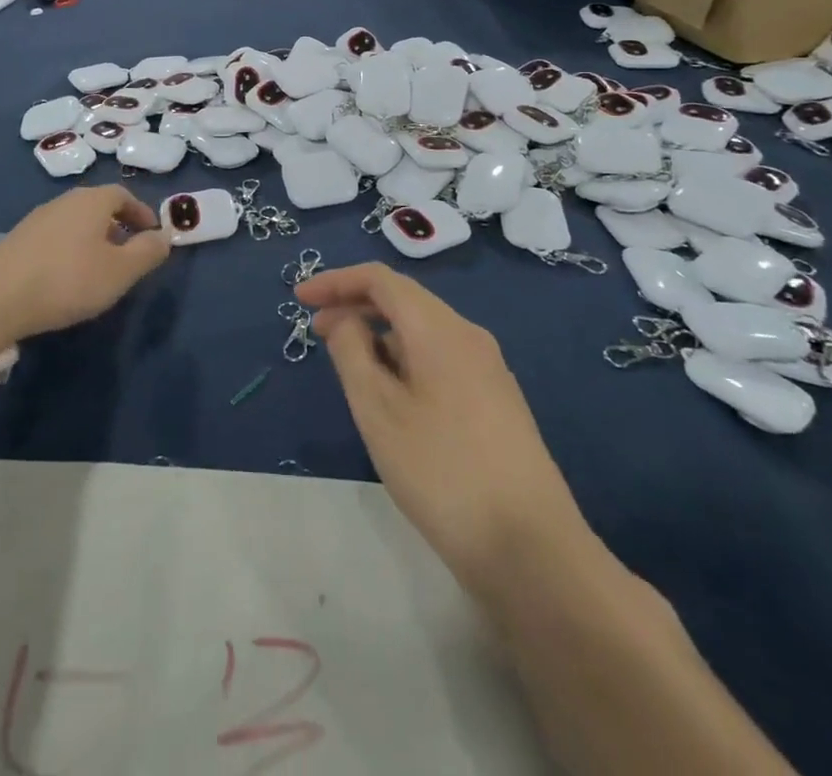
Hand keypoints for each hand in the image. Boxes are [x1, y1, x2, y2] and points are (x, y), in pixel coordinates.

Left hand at [0, 187, 171, 341]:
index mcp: (92, 201)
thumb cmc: (68, 279)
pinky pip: (56, 237)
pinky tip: (67, 277)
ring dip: (93, 238)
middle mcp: (64, 201)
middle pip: (98, 206)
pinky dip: (70, 249)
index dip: (141, 213)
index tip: (152, 235)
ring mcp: (37, 219)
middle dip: (117, 225)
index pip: (123, 195)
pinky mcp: (18, 240)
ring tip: (100, 268)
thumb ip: (147, 252)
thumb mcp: (120, 271)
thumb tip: (165, 236)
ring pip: (75, 221)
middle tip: (129, 252)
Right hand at [298, 263, 587, 582]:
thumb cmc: (442, 471)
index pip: (380, 280)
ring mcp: (487, 370)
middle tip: (316, 331)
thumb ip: (351, 352)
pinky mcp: (495, 402)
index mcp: (440, 328)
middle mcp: (468, 336)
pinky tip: (390, 395)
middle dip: (355, 306)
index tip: (299, 299)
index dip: (336, 282)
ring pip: (422, 332)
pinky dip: (403, 359)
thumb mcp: (378, 410)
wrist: (532, 551)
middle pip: (404, 300)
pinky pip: (439, 358)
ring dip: (379, 335)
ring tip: (347, 367)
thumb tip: (345, 320)